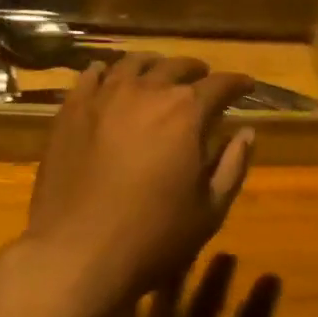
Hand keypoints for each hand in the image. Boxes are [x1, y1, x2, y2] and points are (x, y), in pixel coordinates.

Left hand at [24, 53, 254, 313]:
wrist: (76, 252)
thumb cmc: (153, 236)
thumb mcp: (209, 209)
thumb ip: (232, 165)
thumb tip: (247, 132)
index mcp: (186, 112)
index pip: (220, 84)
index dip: (237, 83)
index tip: (246, 86)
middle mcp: (146, 92)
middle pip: (176, 67)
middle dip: (195, 70)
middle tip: (203, 78)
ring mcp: (104, 97)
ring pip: (133, 64)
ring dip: (153, 65)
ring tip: (158, 71)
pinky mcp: (70, 110)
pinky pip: (90, 76)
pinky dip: (106, 72)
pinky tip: (108, 76)